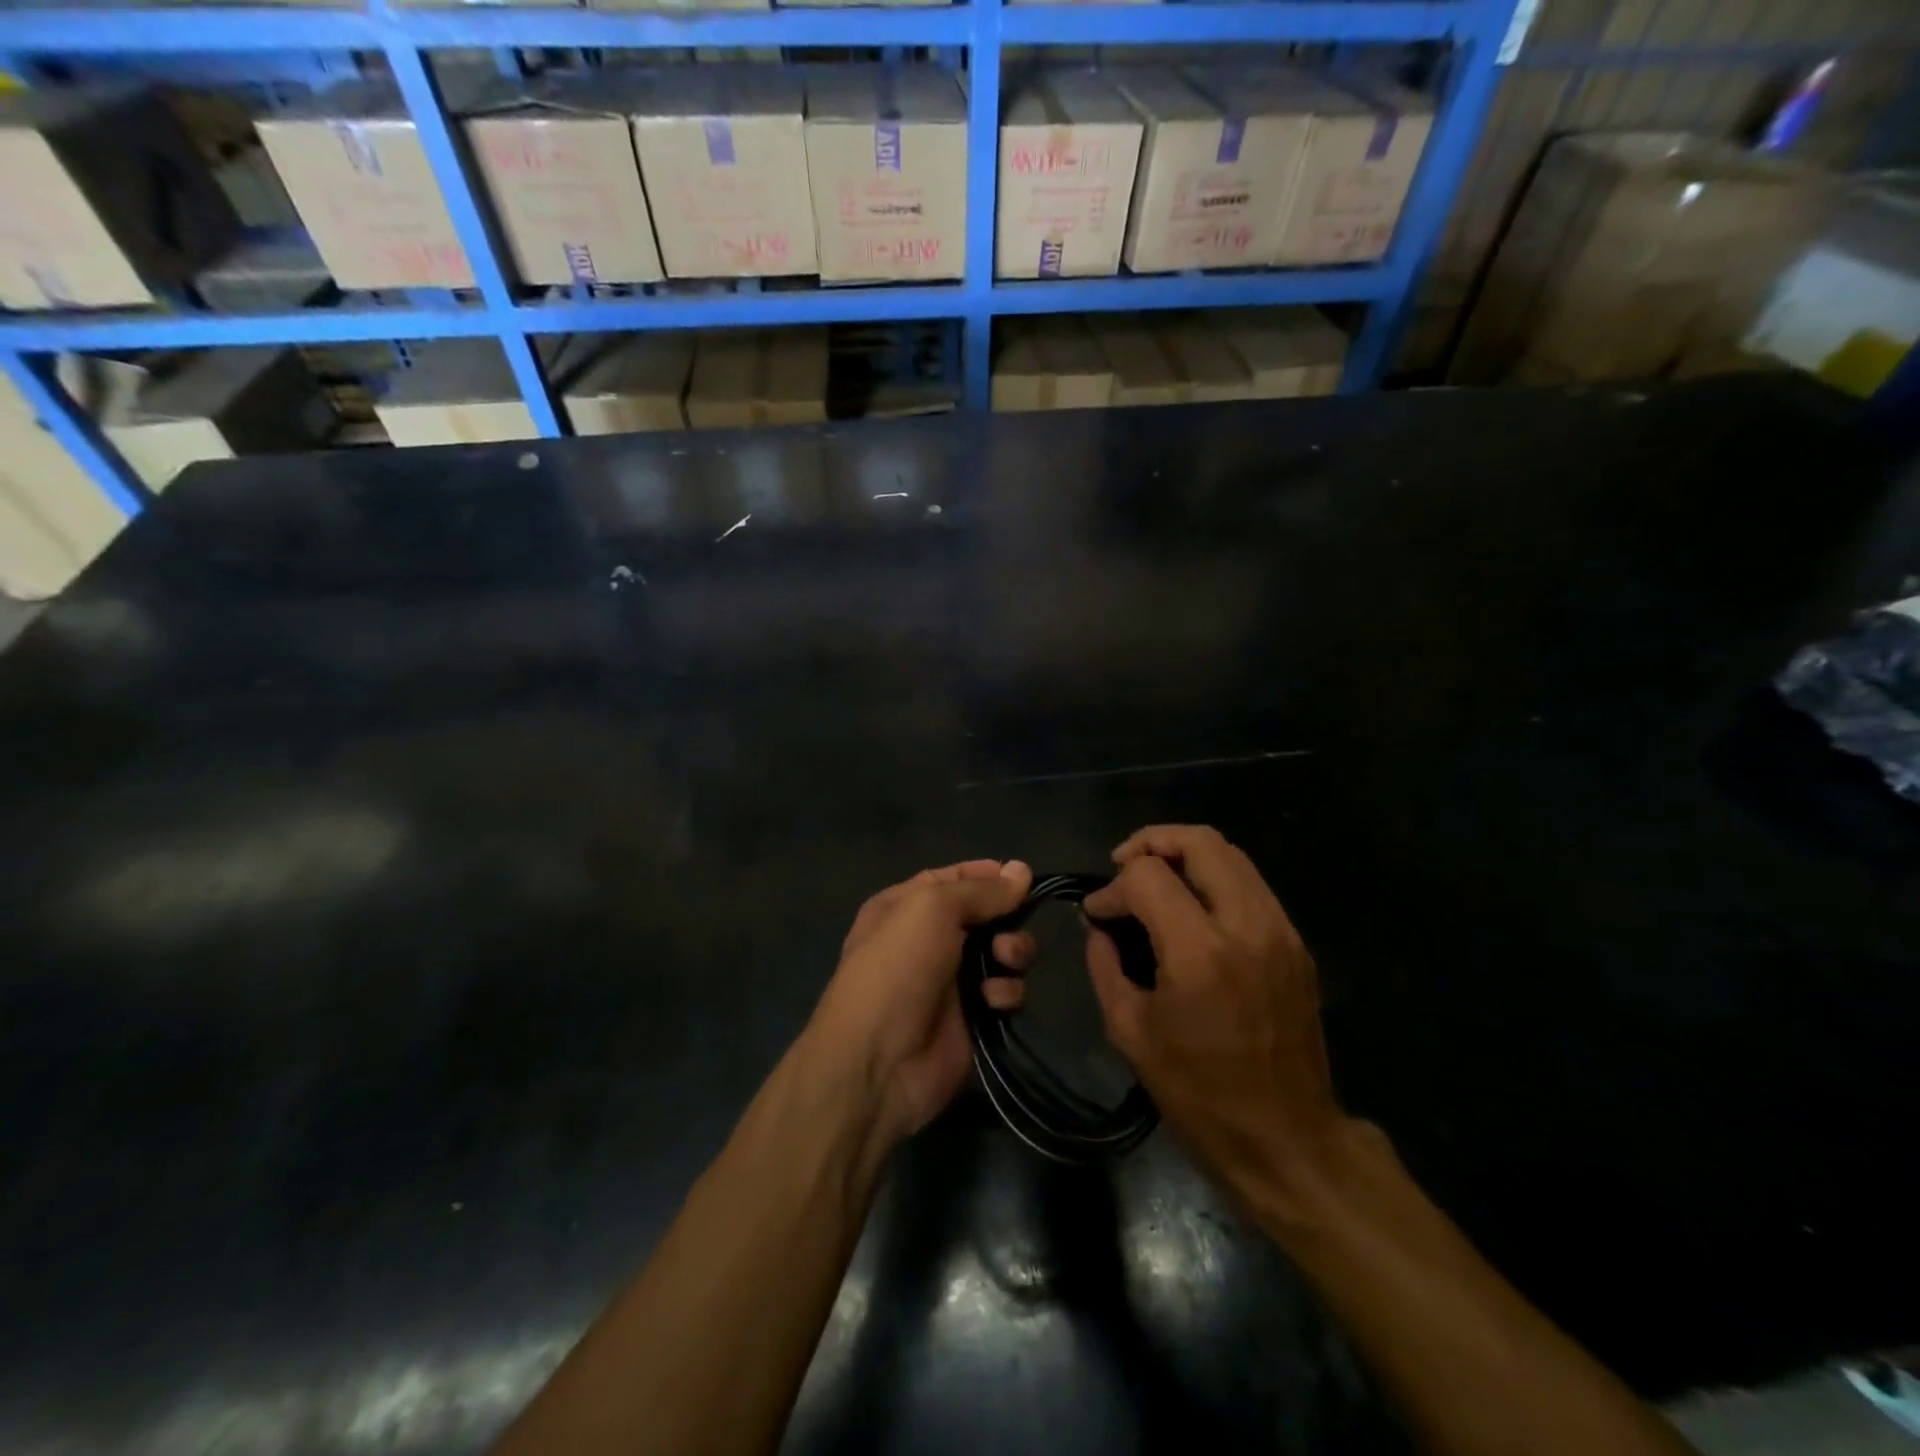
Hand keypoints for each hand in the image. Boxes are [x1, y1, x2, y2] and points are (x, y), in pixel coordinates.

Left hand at [807, 860, 1036, 1149]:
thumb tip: (1022, 871)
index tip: (1023, 877)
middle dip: (1007, 916)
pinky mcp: (973, 1017)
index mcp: (906, 906)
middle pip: (985, 914)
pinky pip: (1004, 992)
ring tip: (1006, 960)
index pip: (955, 878)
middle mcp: (928, 939)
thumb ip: (981, 890)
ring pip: (1002, 951)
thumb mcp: (932, 909)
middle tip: (1012, 926)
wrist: (878, 1062)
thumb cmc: (897, 968)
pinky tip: (993, 1000)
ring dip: (1013, 951)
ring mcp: (951, 980)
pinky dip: (1005, 992)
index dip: (988, 875)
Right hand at [1082, 826, 1343, 1205]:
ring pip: (1232, 854)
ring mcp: (1280, 931)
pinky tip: (1190, 906)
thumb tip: (1098, 926)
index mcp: (1199, 953)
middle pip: (1201, 841)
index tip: (1097, 911)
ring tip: (1154, 877)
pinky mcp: (1296, 943)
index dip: (1113, 886)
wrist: (1288, 1139)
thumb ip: (1104, 965)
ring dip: (1185, 854)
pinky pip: (1251, 884)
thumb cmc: (1199, 1094)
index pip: (1148, 876)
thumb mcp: (1130, 1031)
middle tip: (1124, 864)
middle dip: (1152, 841)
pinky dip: (1214, 878)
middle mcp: (1246, 926)